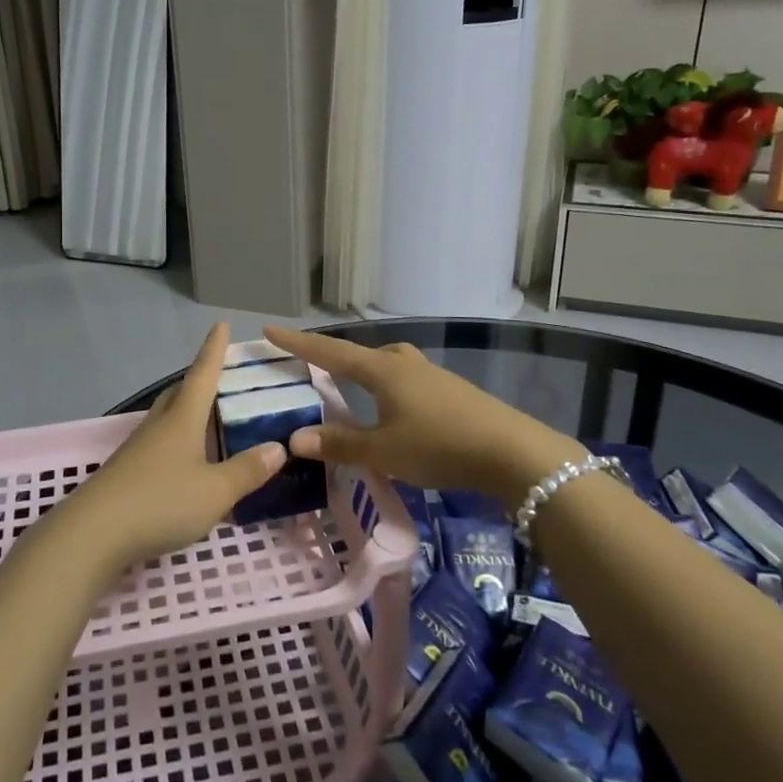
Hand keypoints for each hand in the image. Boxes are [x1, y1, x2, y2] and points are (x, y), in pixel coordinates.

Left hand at [62, 323, 283, 569]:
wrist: (93, 533)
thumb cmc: (160, 501)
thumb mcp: (215, 491)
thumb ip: (246, 470)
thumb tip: (277, 447)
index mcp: (182, 419)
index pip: (203, 374)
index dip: (214, 350)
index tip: (220, 325)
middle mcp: (158, 425)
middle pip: (179, 394)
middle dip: (199, 382)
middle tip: (221, 379)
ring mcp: (138, 449)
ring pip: (167, 419)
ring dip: (187, 413)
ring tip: (208, 421)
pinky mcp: (127, 473)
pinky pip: (159, 445)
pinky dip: (178, 444)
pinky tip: (186, 464)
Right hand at [262, 326, 582, 508]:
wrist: (512, 451)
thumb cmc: (439, 445)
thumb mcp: (383, 451)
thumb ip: (339, 444)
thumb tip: (294, 439)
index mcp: (382, 370)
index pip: (330, 352)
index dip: (298, 344)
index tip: (270, 330)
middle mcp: (404, 364)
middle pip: (361, 354)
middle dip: (334, 358)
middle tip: (313, 367)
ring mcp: (431, 375)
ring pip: (387, 366)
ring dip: (364, 373)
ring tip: (352, 389)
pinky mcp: (450, 391)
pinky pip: (405, 381)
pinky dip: (386, 388)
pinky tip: (392, 409)